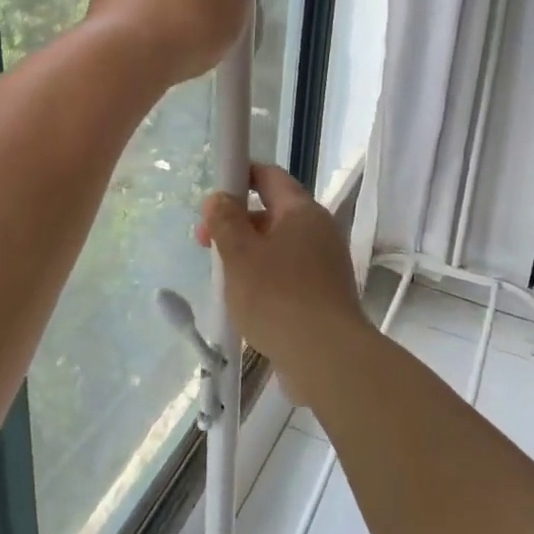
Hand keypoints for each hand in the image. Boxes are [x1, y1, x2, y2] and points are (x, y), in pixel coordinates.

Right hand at [196, 164, 367, 405]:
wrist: (327, 358)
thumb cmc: (277, 297)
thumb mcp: (239, 254)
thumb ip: (224, 220)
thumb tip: (219, 198)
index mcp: (301, 211)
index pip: (269, 176)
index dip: (240, 176)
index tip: (213, 195)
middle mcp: (319, 230)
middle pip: (272, 212)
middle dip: (236, 223)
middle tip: (205, 244)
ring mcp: (326, 263)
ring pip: (278, 245)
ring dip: (248, 253)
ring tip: (222, 277)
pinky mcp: (325, 293)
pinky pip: (289, 272)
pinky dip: (265, 277)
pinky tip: (246, 301)